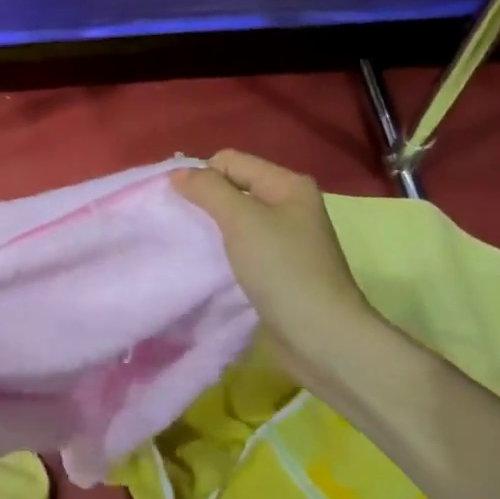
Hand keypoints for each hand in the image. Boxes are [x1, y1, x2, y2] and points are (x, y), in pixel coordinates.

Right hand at [175, 150, 380, 384]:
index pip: (229, 160)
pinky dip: (223, 249)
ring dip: (212, 227)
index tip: (183, 206)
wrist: (321, 337)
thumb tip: (178, 173)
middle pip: (232, 186)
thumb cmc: (282, 270)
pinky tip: (211, 263)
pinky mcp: (278, 267)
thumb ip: (208, 189)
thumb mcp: (241, 220)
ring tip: (193, 243)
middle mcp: (289, 205)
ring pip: (234, 217)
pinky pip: (241, 244)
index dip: (203, 176)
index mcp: (287, 184)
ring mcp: (285, 238)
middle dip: (204, 200)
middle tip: (184, 224)